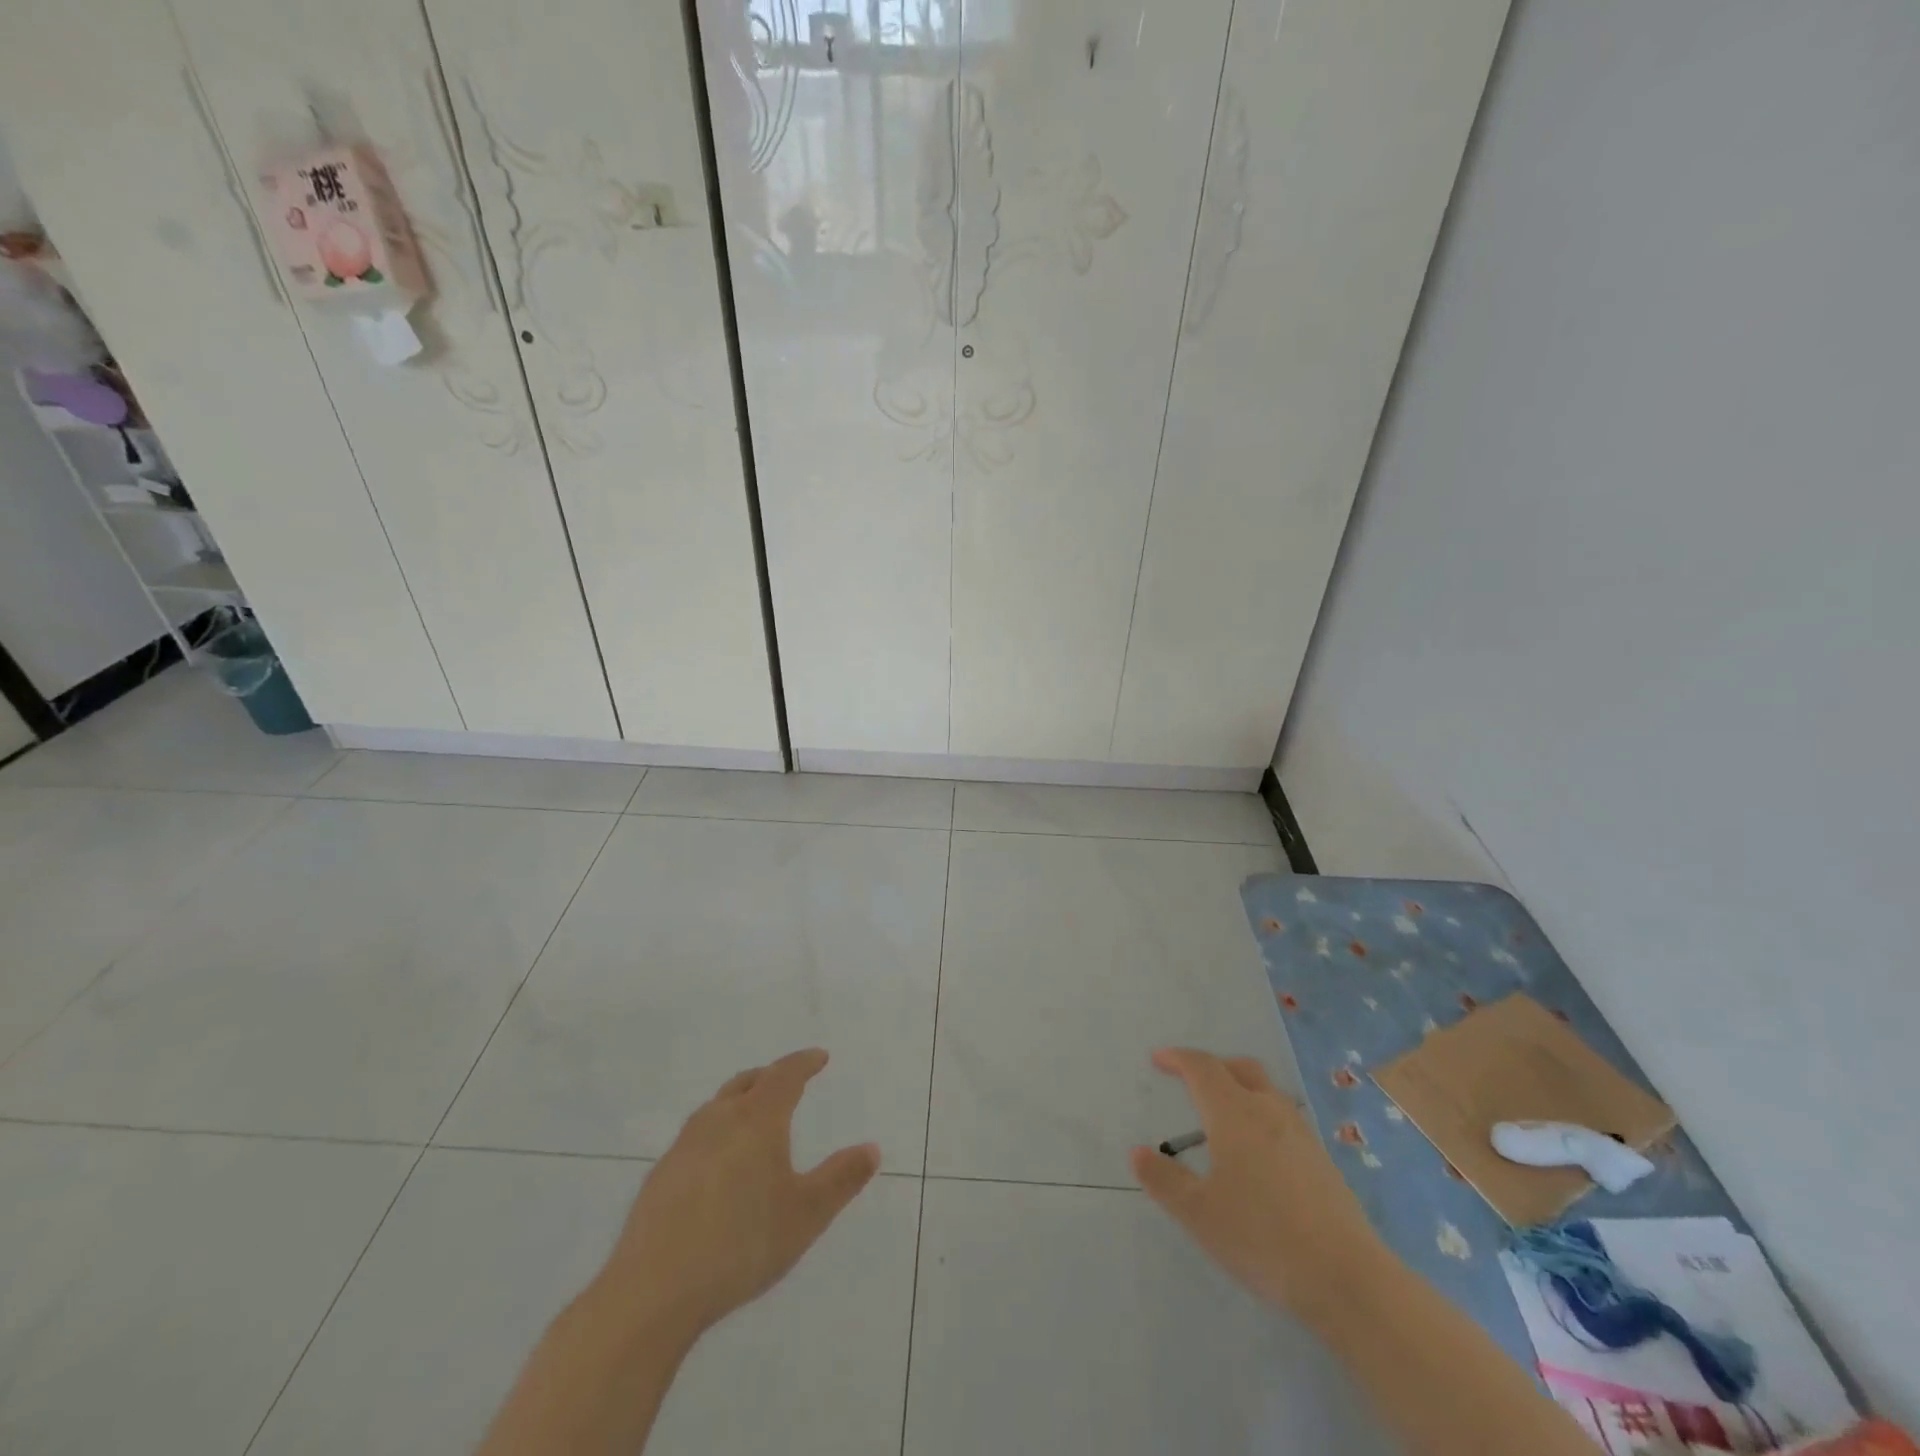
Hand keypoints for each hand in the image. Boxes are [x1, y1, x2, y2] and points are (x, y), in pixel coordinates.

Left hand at [598, 1048, 879, 1340]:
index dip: (804, 1063)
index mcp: (757, 1120)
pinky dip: (715, 1133)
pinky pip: (695, 1137)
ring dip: (739, 1101)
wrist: (653, 1291)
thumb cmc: (742, 1244)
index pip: (784, 1075)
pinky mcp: (660, 1177)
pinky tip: (716, 1165)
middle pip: (746, 1083)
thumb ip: (841, 1179)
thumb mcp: (806, 1215)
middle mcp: (718, 1120)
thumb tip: (872, 1148)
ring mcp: (683, 1147)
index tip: (819, 1057)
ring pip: (716, 1107)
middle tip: (786, 1081)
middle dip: (769, 1076)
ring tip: (752, 1117)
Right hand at [1130, 1047, 1385, 1318]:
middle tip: (1190, 1079)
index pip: (1202, 1068)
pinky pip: (1283, 1117)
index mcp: (1234, 1113)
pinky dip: (1261, 1115)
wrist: (1348, 1279)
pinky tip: (1258, 1153)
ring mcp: (1301, 1134)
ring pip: (1266, 1091)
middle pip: (1239, 1068)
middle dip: (1212, 1066)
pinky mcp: (1322, 1161)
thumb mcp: (1199, 1214)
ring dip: (1240, 1088)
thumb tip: (1138, 1152)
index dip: (1178, 1058)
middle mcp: (1268, 1111)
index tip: (1158, 1060)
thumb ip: (1164, 1180)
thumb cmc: (1262, 1237)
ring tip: (1222, 1116)